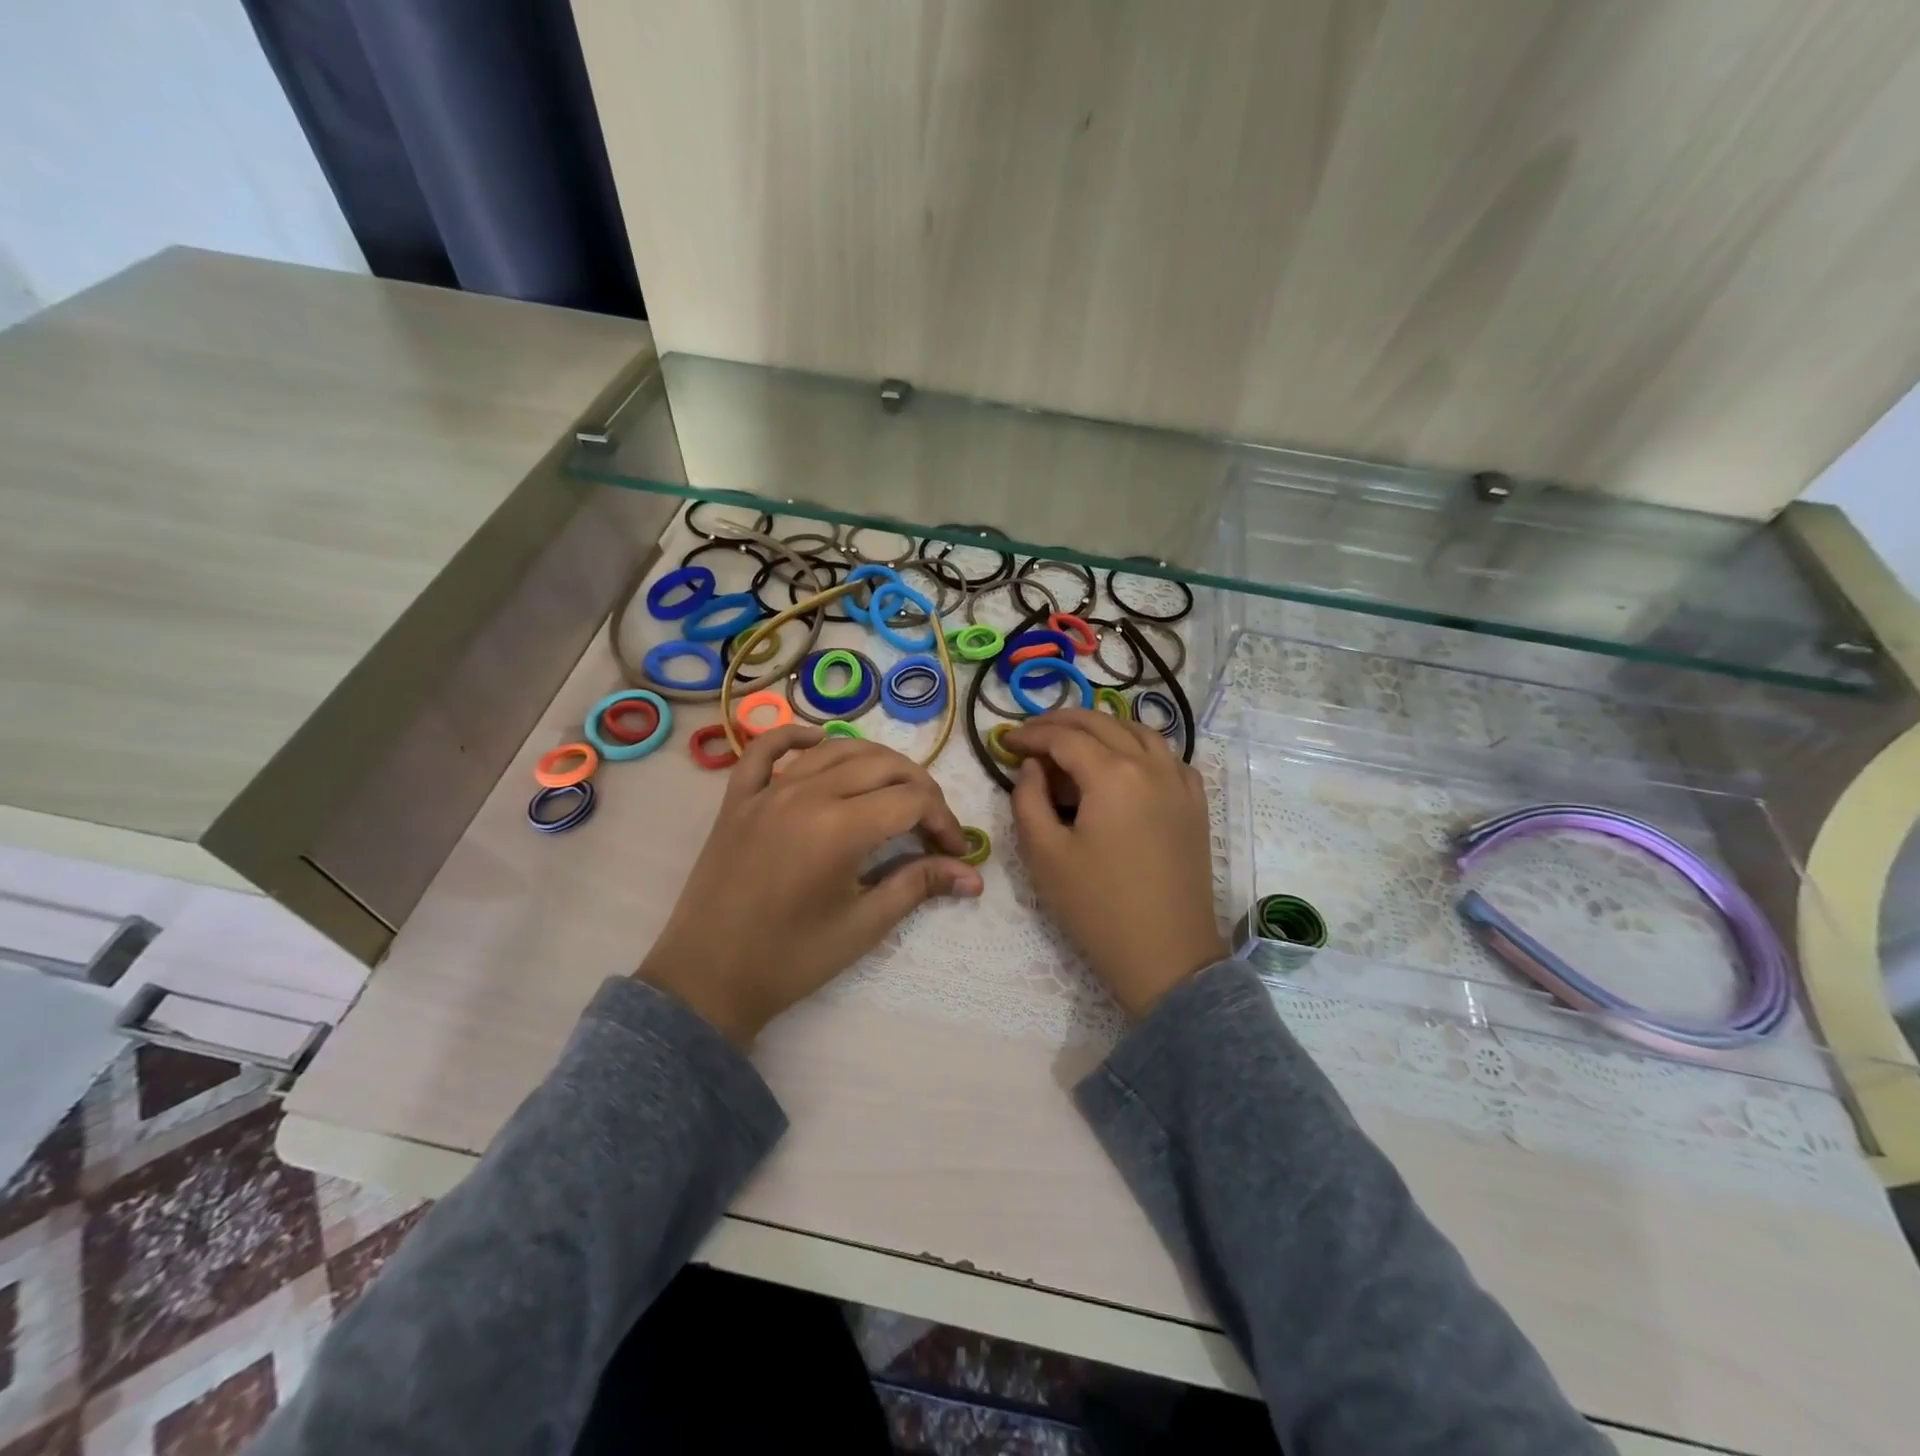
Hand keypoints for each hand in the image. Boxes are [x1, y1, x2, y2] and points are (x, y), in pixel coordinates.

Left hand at [638, 725, 982, 1045]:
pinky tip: (817, 742)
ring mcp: (767, 790)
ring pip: (835, 749)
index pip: (912, 800)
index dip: (944, 821)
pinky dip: (795, 738)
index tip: (954, 852)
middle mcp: (806, 794)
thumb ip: (919, 885)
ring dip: (875, 762)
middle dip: (919, 789)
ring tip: (894, 791)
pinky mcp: (738, 798)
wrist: (707, 979)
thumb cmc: (790, 959)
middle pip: (882, 765)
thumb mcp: (863, 925)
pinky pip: (766, 749)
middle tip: (931, 826)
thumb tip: (974, 876)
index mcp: (840, 827)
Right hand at [1003, 709, 1226, 1018]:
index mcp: (1113, 775)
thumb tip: (1033, 767)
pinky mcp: (1195, 803)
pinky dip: (1137, 747)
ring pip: (1137, 731)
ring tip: (1072, 743)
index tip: (1004, 742)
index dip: (1030, 734)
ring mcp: (1180, 782)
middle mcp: (1151, 765)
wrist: (1166, 955)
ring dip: (1101, 728)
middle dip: (1060, 722)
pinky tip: (1123, 765)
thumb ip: (1028, 799)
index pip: (1064, 736)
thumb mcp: (1044, 854)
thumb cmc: (1097, 907)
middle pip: (1101, 723)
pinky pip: (1166, 756)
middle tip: (1030, 735)